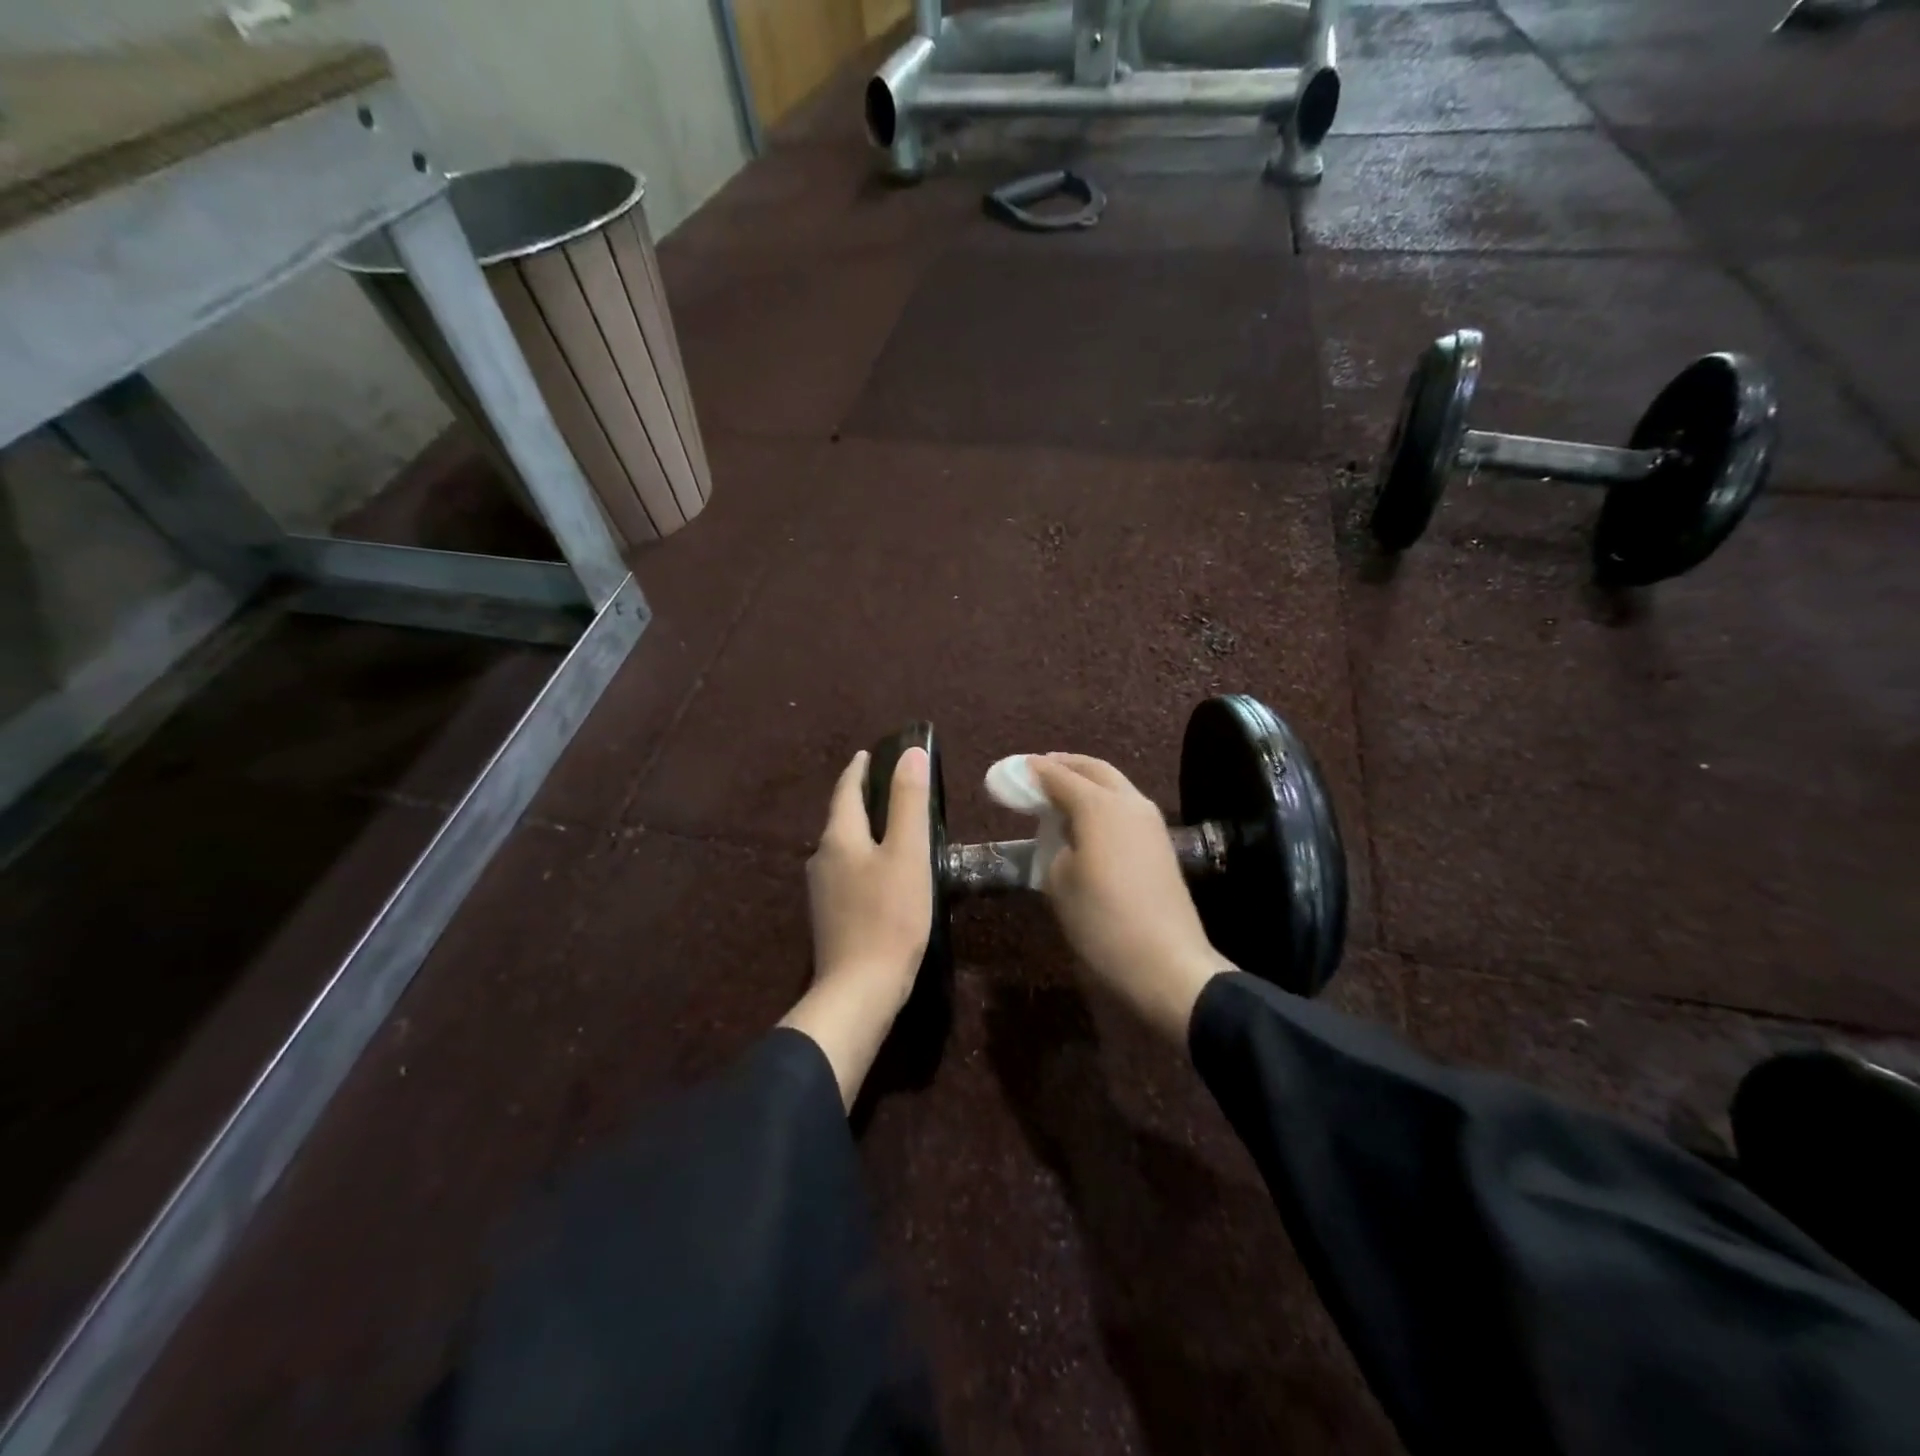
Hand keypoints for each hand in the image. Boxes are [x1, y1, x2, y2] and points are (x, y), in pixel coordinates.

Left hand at [781, 747, 932, 1107]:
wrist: (860, 990)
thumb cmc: (890, 916)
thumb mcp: (908, 853)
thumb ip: (909, 802)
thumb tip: (910, 753)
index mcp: (839, 838)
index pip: (845, 791)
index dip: (858, 770)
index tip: (868, 754)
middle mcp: (822, 859)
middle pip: (841, 819)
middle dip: (860, 799)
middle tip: (887, 786)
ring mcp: (822, 891)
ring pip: (843, 848)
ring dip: (862, 831)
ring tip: (889, 826)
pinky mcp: (830, 917)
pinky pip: (846, 873)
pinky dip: (863, 860)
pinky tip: (881, 872)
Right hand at [1028, 754, 1231, 1043]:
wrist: (1167, 963)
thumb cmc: (1102, 922)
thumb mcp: (1059, 883)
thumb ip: (1054, 845)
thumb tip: (1062, 833)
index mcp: (1099, 807)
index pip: (1058, 776)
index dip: (1032, 771)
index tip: (1011, 769)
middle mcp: (1128, 802)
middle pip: (1094, 769)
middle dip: (1064, 764)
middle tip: (1037, 771)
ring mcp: (1150, 822)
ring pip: (1115, 785)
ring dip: (1086, 781)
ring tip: (1058, 792)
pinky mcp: (1160, 843)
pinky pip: (1125, 806)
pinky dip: (1102, 801)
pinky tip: (1085, 819)